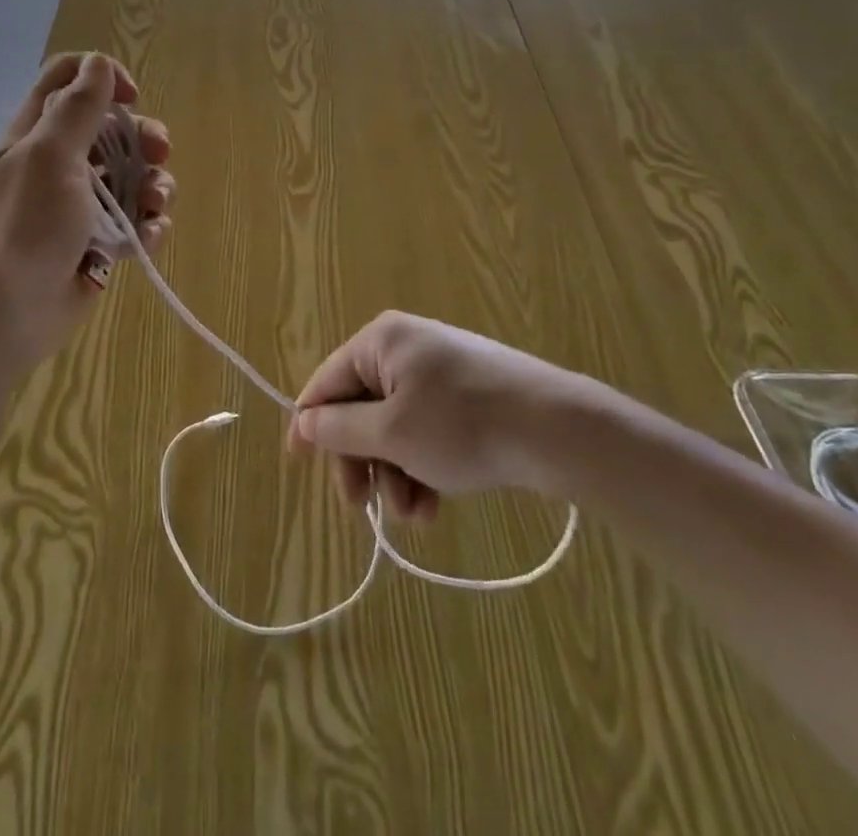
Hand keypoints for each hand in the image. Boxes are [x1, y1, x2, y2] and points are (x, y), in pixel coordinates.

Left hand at [0, 52, 173, 351]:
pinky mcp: (98, 243)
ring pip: (130, 178)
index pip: (67, 82)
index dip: (102, 79)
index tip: (131, 99)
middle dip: (142, 138)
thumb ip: (77, 108)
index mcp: (36, 135)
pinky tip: (147, 238)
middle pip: (111, 131)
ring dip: (153, 186)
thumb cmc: (25, 224)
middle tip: (159, 154)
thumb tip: (98, 63)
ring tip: (155, 206)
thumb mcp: (49, 155)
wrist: (7, 312)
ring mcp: (79, 206)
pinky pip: (133, 222)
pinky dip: (147, 226)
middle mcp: (58, 164)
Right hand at [286, 311, 596, 521]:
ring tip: (415, 515)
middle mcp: (404, 346)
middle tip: (363, 507)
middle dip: (363, 461)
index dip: (309, 424)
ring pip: (395, 425)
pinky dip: (423, 465)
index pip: (327, 382)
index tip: (298, 466)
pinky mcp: (467, 393)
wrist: (558, 430)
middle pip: (361, 408)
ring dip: (395, 473)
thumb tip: (304, 421)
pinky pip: (426, 428)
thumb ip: (340, 429)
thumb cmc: (462, 426)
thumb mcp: (392, 434)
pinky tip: (434, 504)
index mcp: (380, 341)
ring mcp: (439, 369)